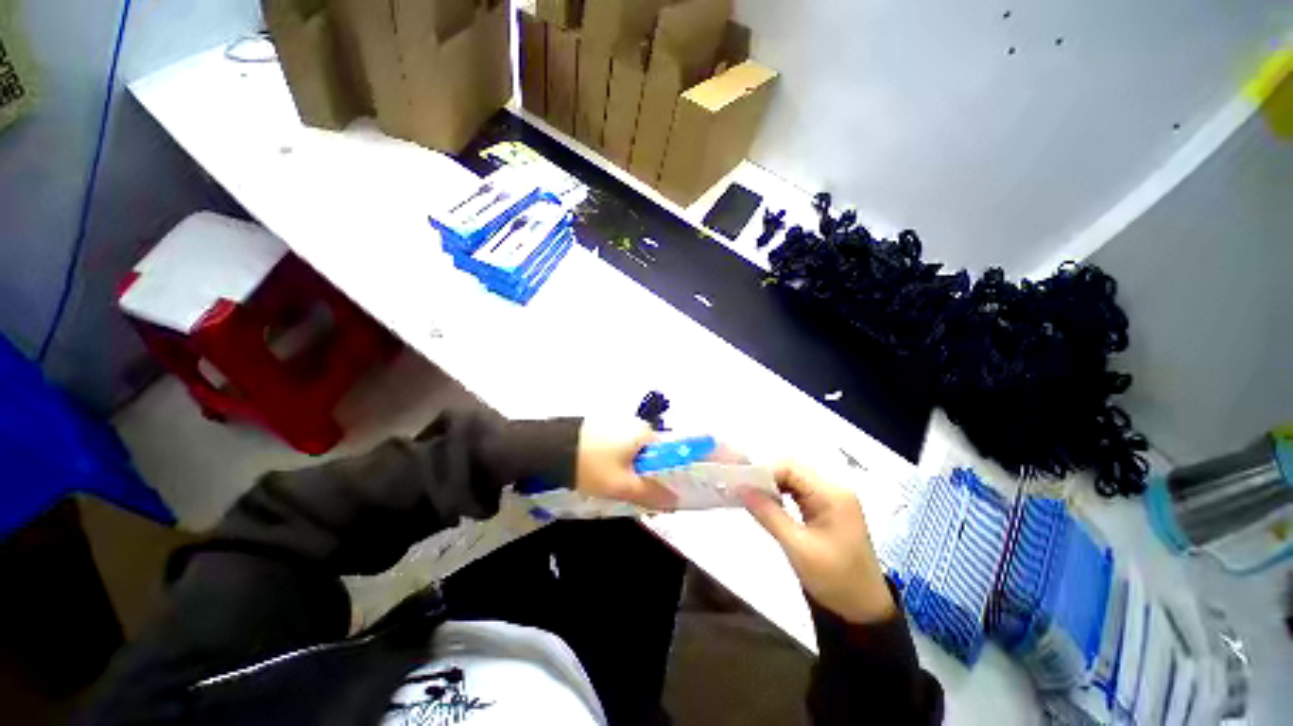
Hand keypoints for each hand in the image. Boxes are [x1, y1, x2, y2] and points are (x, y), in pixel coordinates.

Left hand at [575, 419, 676, 509]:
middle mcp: (633, 423)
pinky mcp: (600, 428)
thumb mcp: (621, 485)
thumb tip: (675, 502)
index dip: (665, 479)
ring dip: (628, 472)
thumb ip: (650, 494)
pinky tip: (602, 476)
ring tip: (614, 490)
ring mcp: (615, 424)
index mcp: (644, 431)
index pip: (667, 455)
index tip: (655, 498)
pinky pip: (616, 448)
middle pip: (649, 455)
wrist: (549, 449)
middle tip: (632, 498)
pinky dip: (615, 463)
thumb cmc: (591, 465)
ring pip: (631, 453)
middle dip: (644, 478)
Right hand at [740, 463, 895, 623]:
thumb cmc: (835, 580)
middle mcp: (834, 488)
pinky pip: (798, 491)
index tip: (740, 482)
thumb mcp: (797, 547)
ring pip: (794, 479)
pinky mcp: (826, 508)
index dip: (764, 471)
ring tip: (748, 493)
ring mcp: (831, 498)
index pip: (791, 467)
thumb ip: (768, 514)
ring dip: (771, 484)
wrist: (864, 611)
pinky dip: (780, 494)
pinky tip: (765, 501)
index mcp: (832, 494)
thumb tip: (741, 488)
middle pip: (792, 469)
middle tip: (740, 486)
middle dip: (765, 476)